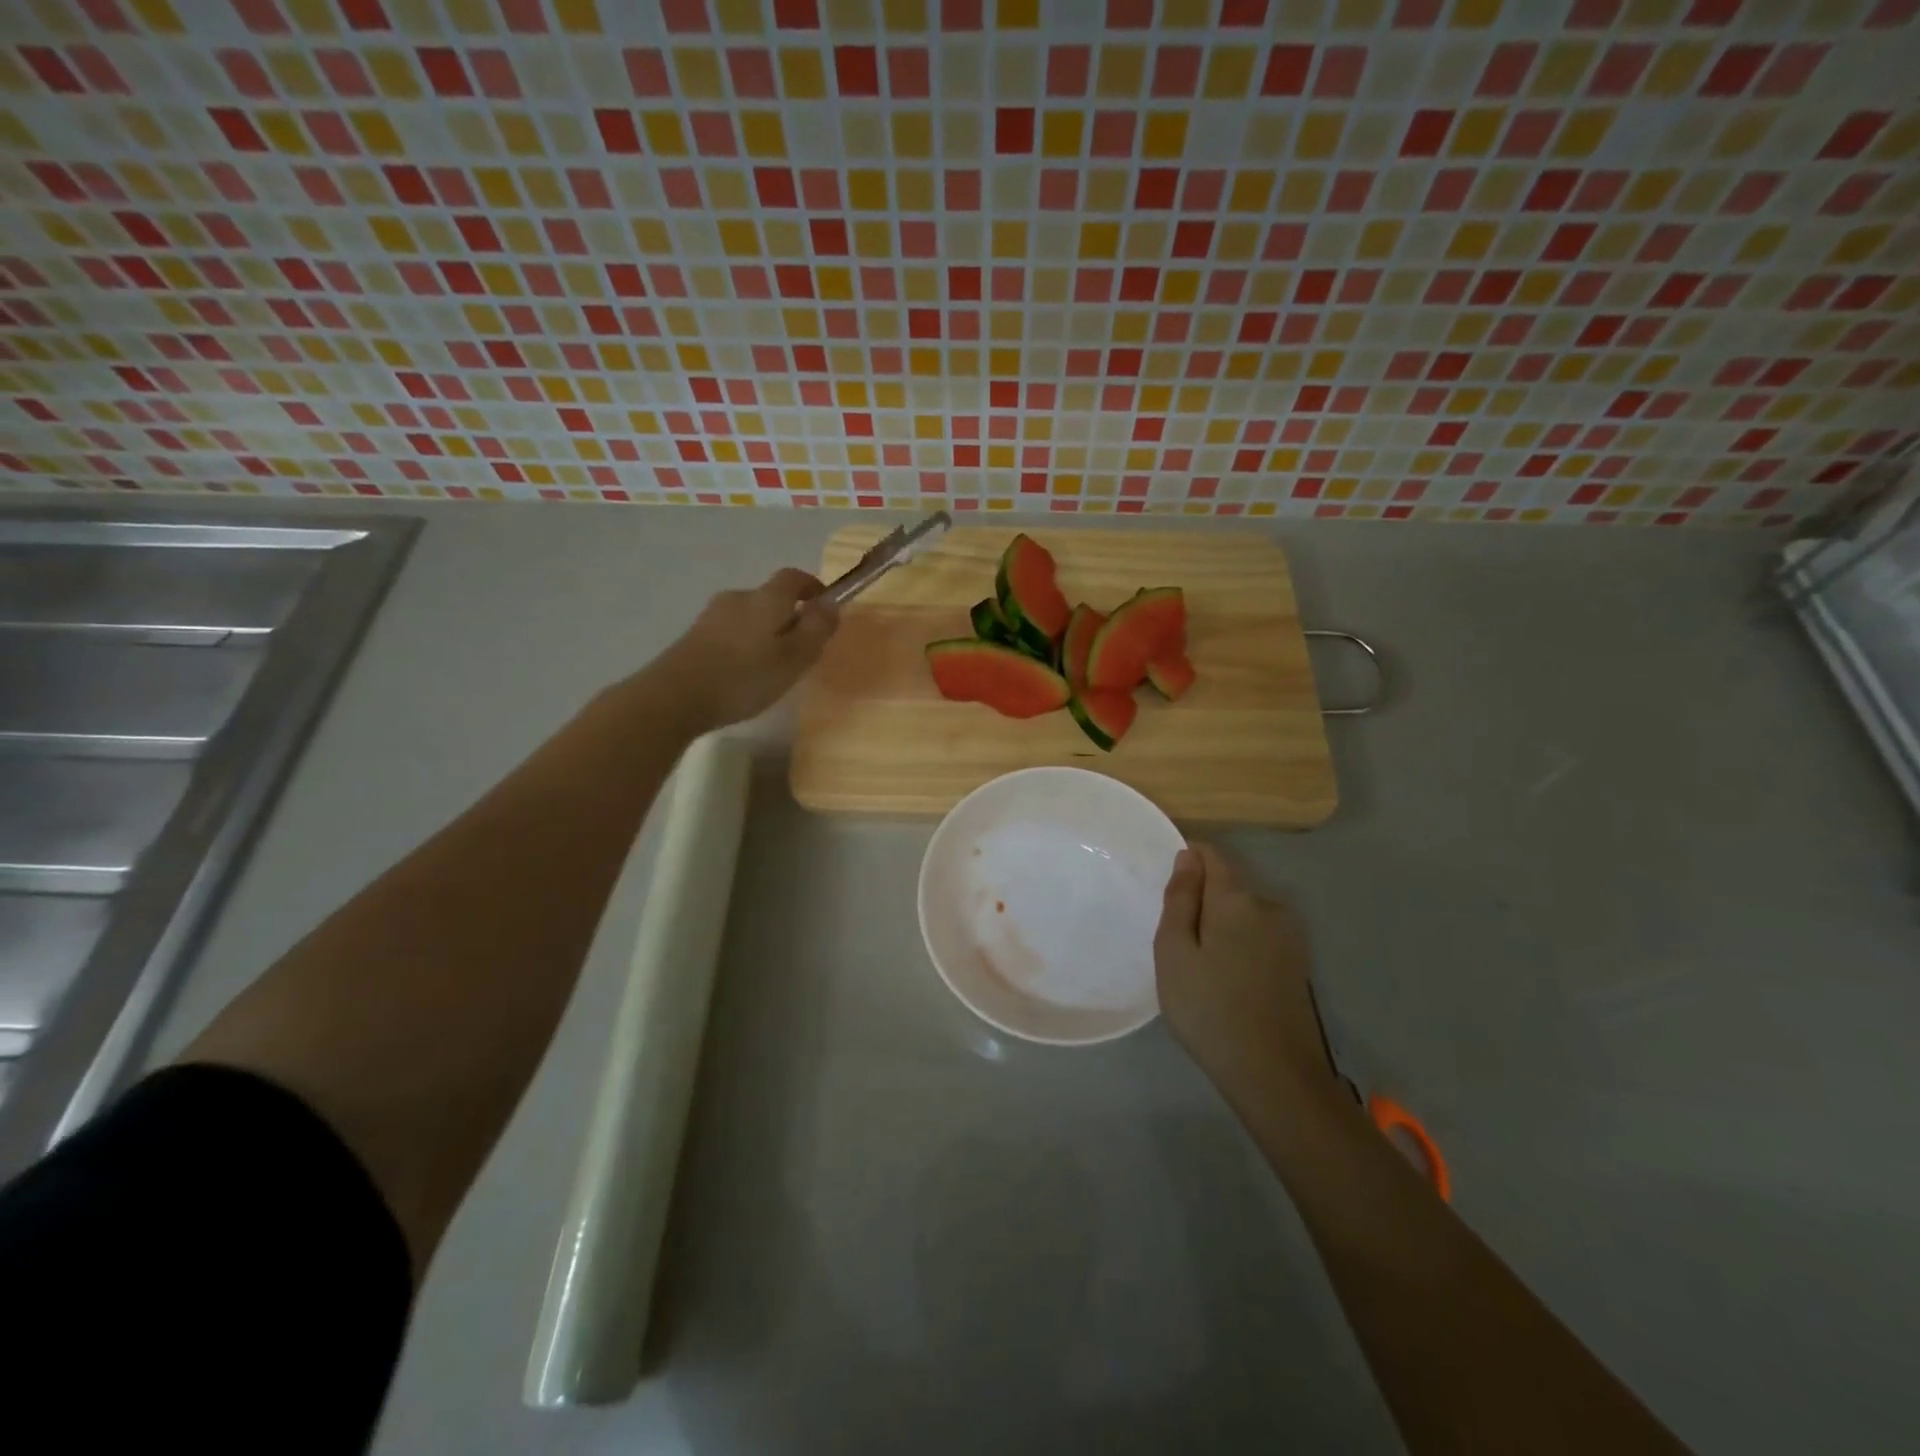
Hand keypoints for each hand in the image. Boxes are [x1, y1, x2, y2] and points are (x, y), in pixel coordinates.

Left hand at [647, 567, 838, 731]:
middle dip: (790, 616)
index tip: (825, 607)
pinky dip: (745, 645)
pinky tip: (744, 674)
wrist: (674, 697)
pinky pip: (731, 633)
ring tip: (773, 667)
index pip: (793, 577)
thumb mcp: (794, 657)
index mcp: (765, 599)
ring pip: (750, 617)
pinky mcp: (694, 636)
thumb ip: (816, 629)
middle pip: (770, 598)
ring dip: (766, 633)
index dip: (812, 586)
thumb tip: (832, 602)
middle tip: (802, 649)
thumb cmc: (744, 677)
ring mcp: (712, 616)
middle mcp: (737, 598)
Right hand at [1154, 843, 1338, 1110]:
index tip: (1168, 890)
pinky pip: (1259, 936)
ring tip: (1201, 968)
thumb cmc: (1209, 1009)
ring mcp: (1290, 936)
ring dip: (1221, 925)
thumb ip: (1180, 898)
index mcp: (1237, 899)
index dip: (1188, 859)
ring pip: (1244, 912)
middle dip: (1202, 900)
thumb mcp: (1174, 952)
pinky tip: (1228, 981)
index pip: (1213, 855)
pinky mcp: (1298, 963)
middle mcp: (1270, 907)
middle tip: (1177, 944)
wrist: (1274, 1074)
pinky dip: (1239, 945)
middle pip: (1229, 885)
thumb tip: (1188, 856)